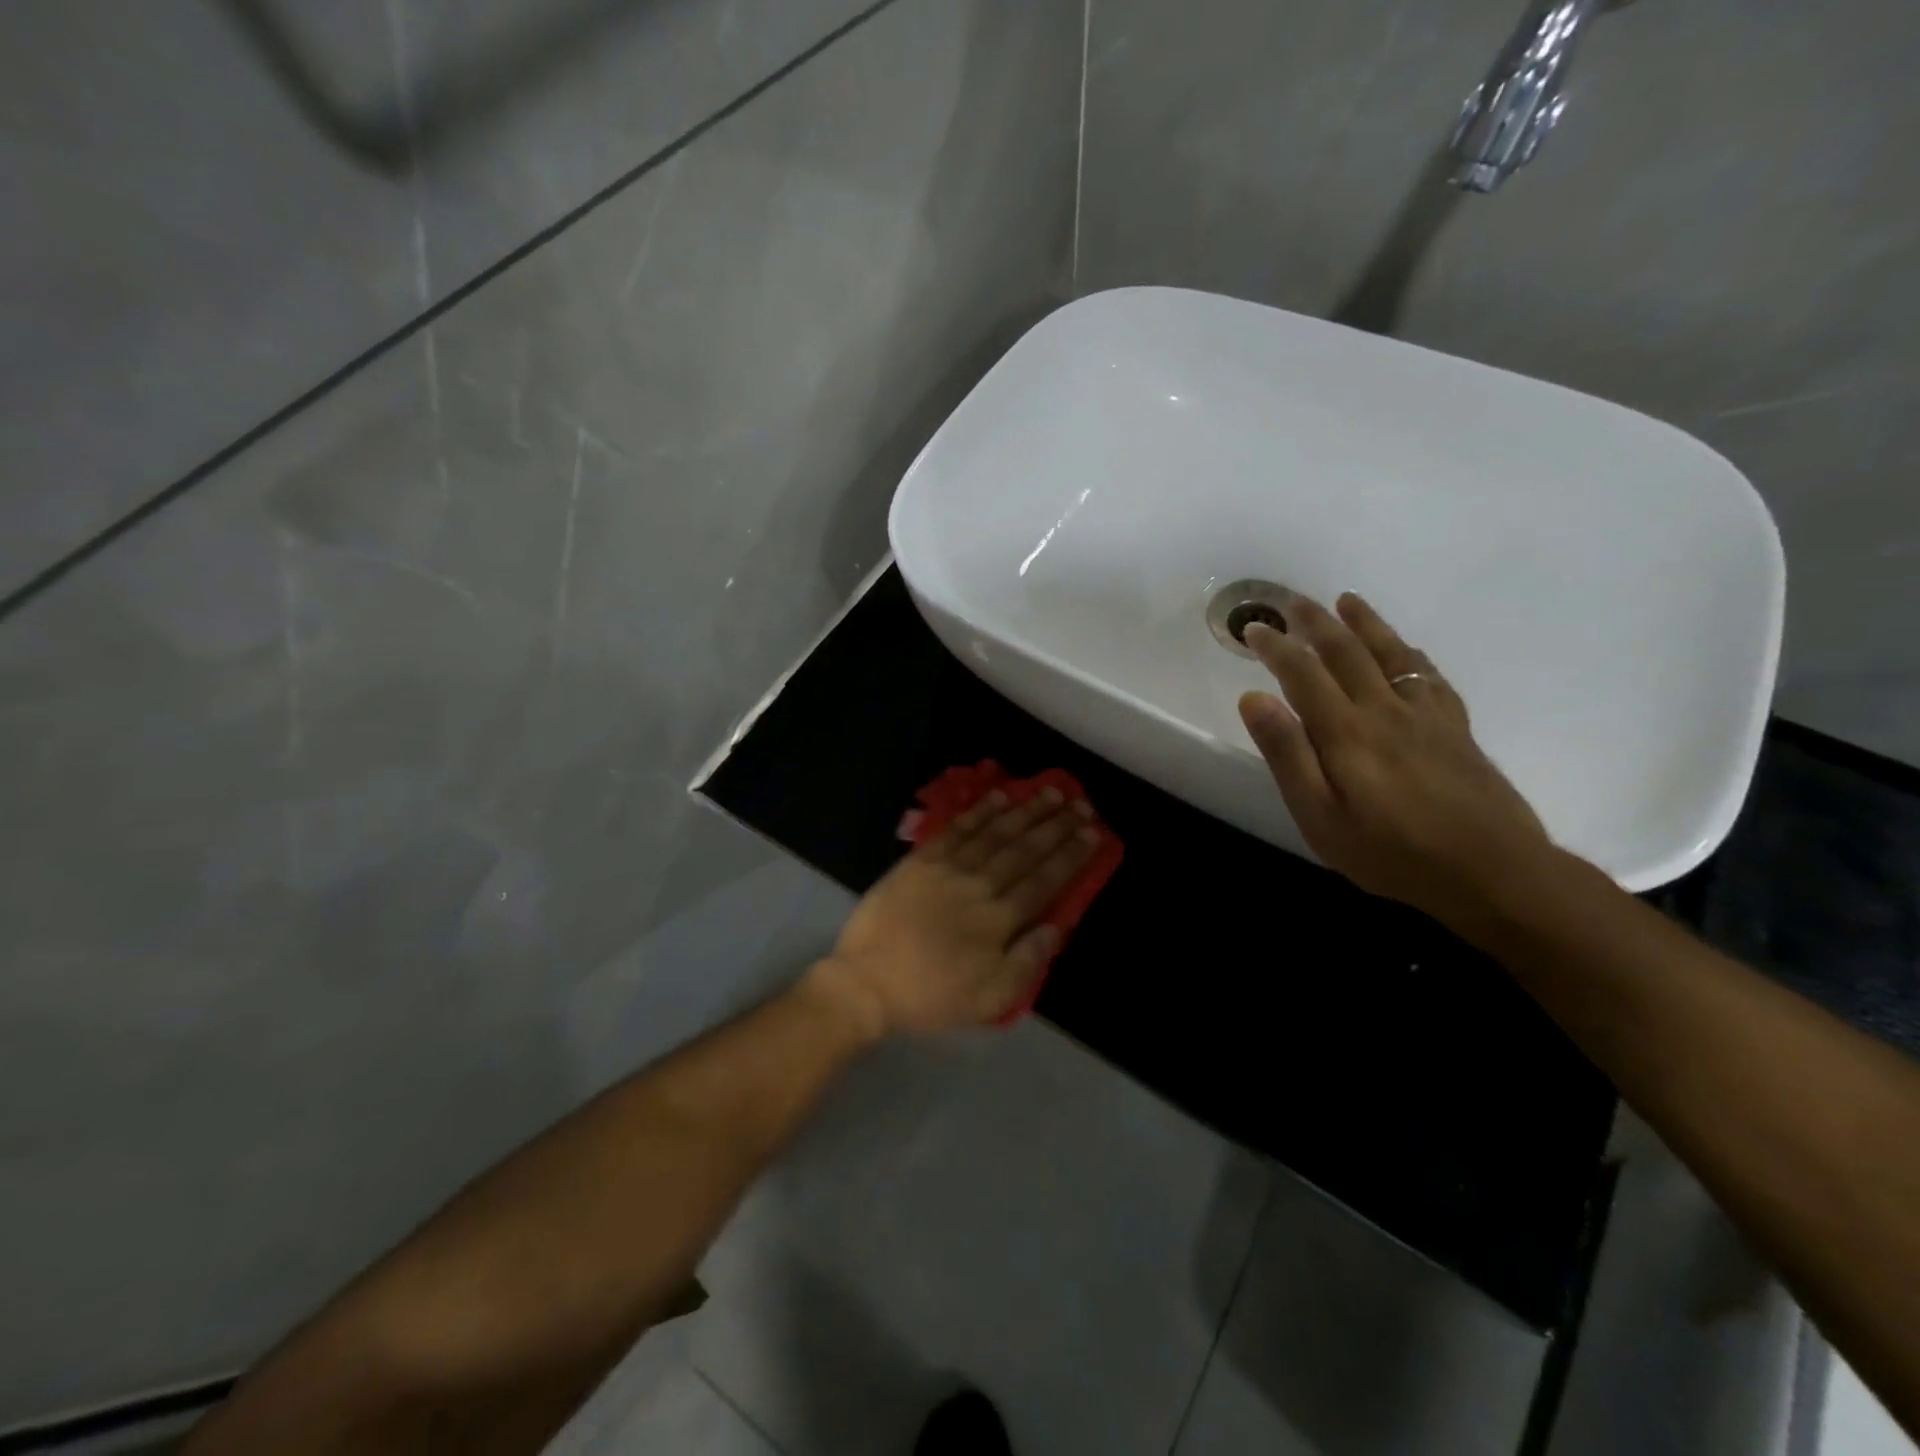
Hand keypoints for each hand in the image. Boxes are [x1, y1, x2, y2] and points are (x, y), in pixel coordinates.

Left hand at [811, 788, 1102, 1036]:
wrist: (867, 982)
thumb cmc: (931, 996)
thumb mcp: (989, 999)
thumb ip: (1027, 962)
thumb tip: (1057, 926)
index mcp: (999, 921)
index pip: (1044, 880)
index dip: (1071, 855)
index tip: (1092, 833)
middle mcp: (979, 886)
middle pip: (1025, 850)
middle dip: (1056, 826)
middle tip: (1080, 804)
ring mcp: (948, 869)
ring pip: (995, 833)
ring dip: (1025, 811)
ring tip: (1049, 792)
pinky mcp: (921, 860)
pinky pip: (956, 829)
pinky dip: (979, 811)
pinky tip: (998, 796)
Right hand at [1237, 592, 1552, 928]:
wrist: (1493, 872)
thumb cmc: (1391, 852)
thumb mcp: (1320, 816)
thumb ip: (1287, 754)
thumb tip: (1253, 698)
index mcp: (1346, 731)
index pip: (1302, 673)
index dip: (1275, 646)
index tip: (1253, 628)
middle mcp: (1385, 709)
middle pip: (1346, 652)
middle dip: (1315, 622)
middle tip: (1292, 601)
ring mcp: (1426, 715)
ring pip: (1391, 653)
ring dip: (1365, 623)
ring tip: (1347, 600)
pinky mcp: (1456, 728)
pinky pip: (1430, 676)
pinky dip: (1410, 654)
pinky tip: (1405, 650)